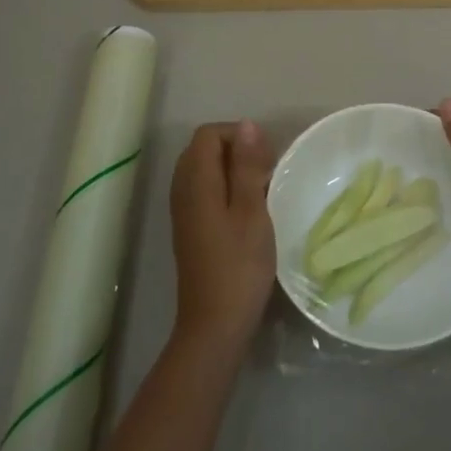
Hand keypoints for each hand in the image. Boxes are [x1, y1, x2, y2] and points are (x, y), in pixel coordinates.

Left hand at [169, 121, 276, 356]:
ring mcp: (183, 211)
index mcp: (195, 182)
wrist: (215, 325)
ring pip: (205, 171)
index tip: (265, 157)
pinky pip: (204, 191)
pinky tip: (248, 211)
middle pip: (203, 149)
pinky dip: (226, 189)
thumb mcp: (252, 211)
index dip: (238, 135)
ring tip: (262, 190)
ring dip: (233, 170)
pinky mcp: (190, 228)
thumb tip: (247, 125)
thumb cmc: (239, 266)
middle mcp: (182, 190)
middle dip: (236, 150)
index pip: (208, 134)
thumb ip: (247, 166)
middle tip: (267, 172)